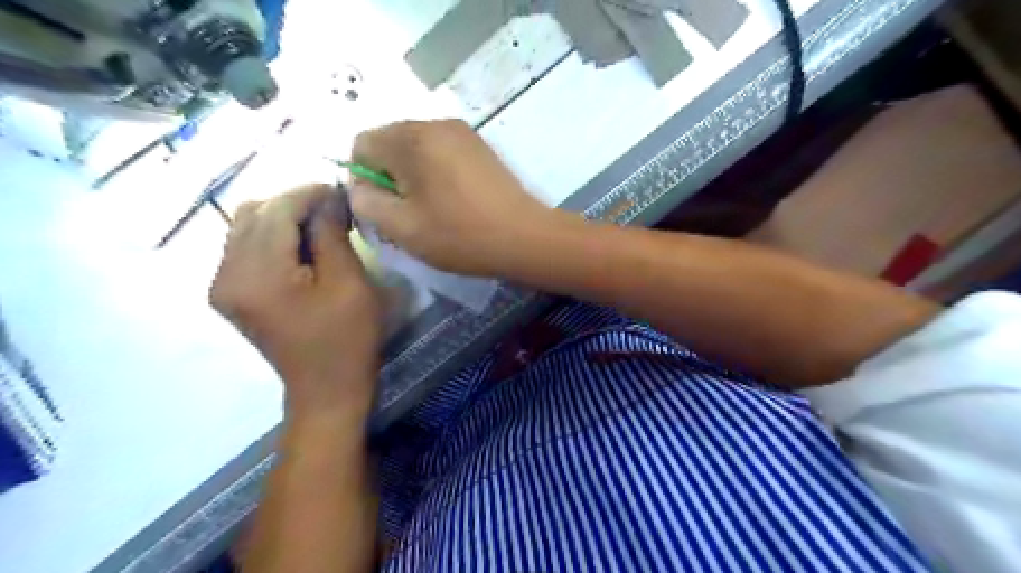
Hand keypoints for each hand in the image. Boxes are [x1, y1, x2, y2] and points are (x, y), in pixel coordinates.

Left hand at [211, 185, 381, 418]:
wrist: (326, 388)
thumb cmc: (347, 338)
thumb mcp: (349, 282)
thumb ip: (332, 233)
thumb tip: (329, 197)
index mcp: (258, 273)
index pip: (276, 210)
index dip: (308, 193)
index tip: (340, 189)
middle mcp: (227, 274)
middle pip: (253, 213)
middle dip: (294, 203)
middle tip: (333, 211)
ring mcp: (223, 285)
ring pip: (244, 227)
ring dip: (282, 218)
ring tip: (319, 228)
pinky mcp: (230, 294)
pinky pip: (244, 248)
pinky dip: (272, 238)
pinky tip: (301, 249)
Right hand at [352, 119, 565, 275]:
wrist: (524, 237)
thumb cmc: (460, 235)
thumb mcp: (401, 227)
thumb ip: (366, 202)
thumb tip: (360, 186)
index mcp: (411, 138)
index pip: (361, 143)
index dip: (362, 178)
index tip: (382, 208)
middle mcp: (435, 124)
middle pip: (389, 142)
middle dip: (388, 176)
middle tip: (407, 212)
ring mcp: (462, 132)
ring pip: (416, 148)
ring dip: (412, 175)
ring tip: (431, 209)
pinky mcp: (479, 146)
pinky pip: (441, 152)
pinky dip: (435, 173)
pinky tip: (452, 200)